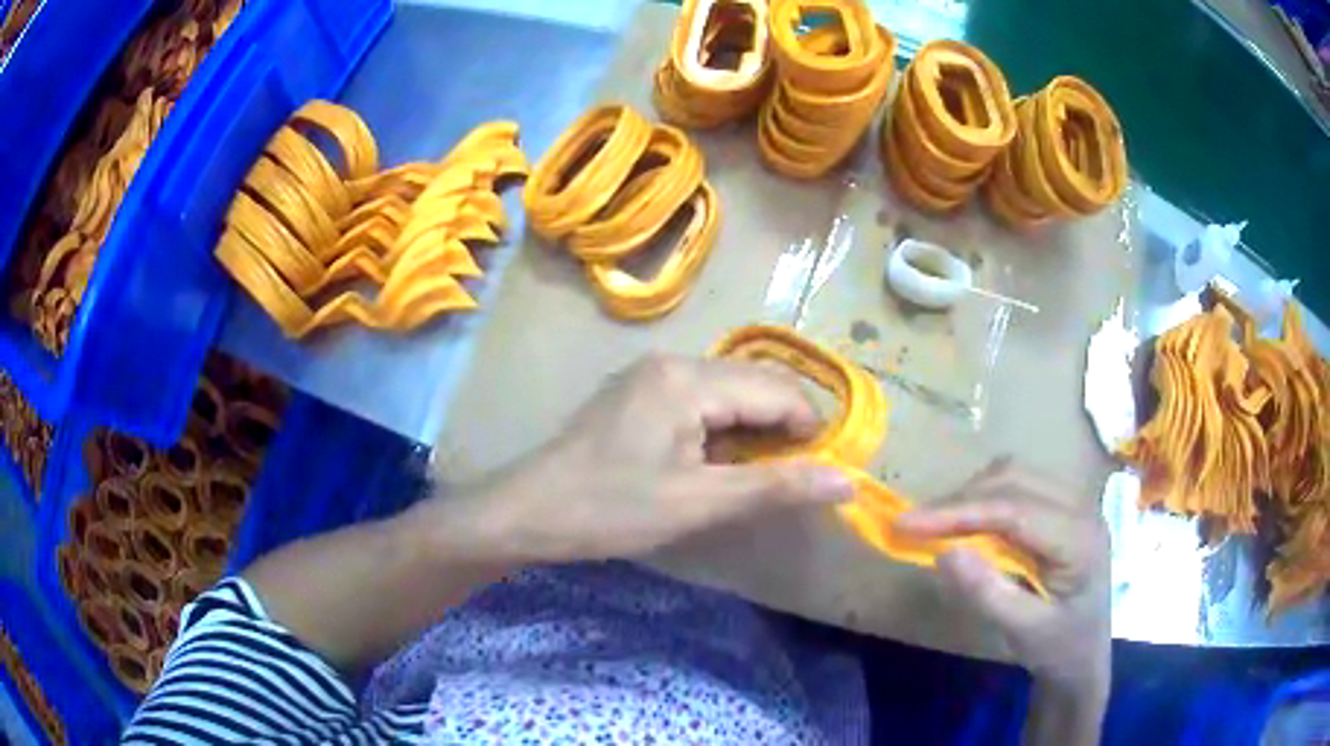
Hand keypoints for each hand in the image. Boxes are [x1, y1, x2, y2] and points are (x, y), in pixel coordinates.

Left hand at [455, 354, 854, 563]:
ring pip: (730, 393)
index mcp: (688, 378)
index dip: (810, 431)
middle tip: (794, 479)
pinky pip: (702, 401)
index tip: (823, 473)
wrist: (529, 512)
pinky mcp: (639, 394)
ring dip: (755, 431)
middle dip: (785, 429)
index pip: (777, 391)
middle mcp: (674, 362)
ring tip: (760, 477)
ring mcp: (652, 375)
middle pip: (755, 384)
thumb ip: (776, 487)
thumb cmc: (611, 509)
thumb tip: (847, 481)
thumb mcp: (698, 503)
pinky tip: (720, 464)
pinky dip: (724, 430)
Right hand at [894, 459, 1110, 696]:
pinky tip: (969, 523)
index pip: (1016, 509)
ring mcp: (1076, 503)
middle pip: (1016, 480)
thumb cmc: (1057, 648)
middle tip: (916, 526)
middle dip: (962, 499)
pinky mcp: (1064, 509)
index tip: (907, 523)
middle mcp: (1083, 508)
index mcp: (1080, 539)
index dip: (960, 512)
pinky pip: (1022, 486)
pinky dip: (988, 498)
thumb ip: (986, 593)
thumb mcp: (1022, 631)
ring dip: (974, 494)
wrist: (1085, 657)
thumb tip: (943, 552)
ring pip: (1018, 475)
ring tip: (938, 524)